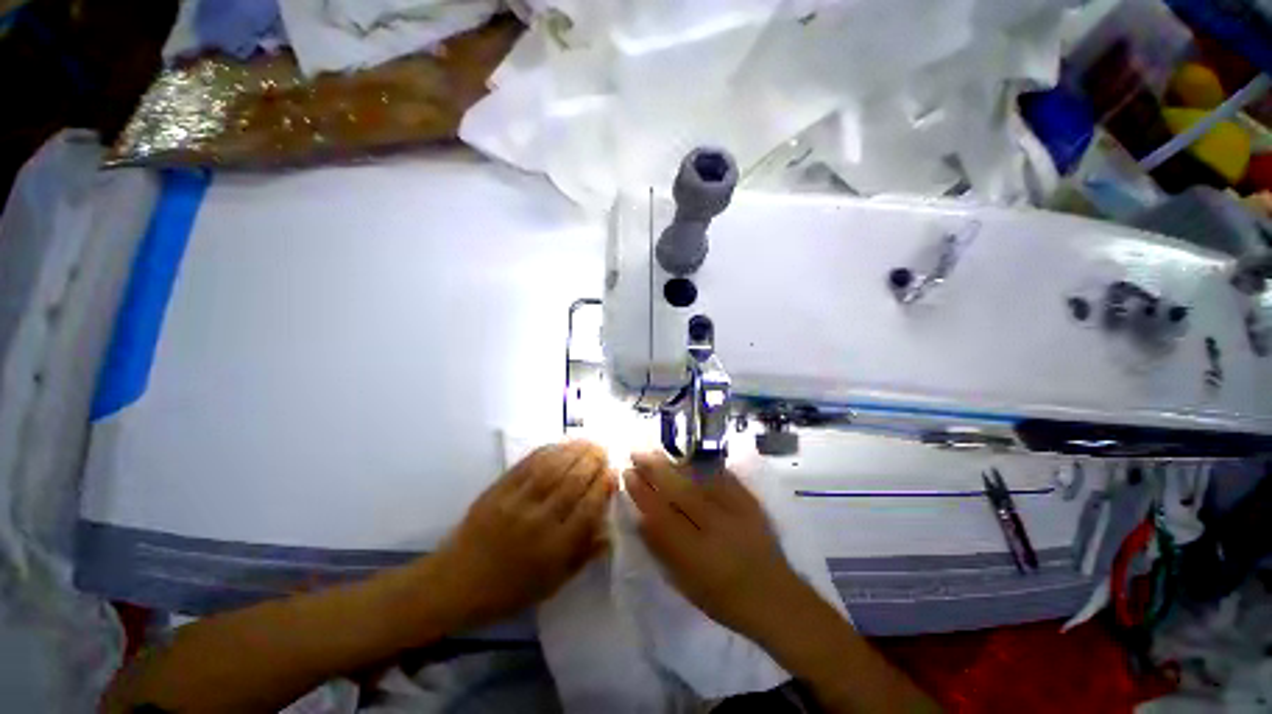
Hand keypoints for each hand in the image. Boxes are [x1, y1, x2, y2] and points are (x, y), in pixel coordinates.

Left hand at [431, 441, 613, 628]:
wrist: (456, 582)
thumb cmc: (508, 590)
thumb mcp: (552, 584)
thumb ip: (583, 556)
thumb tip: (610, 531)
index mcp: (554, 548)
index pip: (588, 508)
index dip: (603, 486)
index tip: (613, 471)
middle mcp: (539, 521)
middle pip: (573, 482)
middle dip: (593, 461)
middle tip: (604, 450)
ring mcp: (517, 502)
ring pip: (554, 468)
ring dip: (574, 450)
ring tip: (588, 441)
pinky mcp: (499, 490)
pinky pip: (528, 464)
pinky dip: (548, 451)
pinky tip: (560, 444)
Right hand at [624, 452, 806, 638]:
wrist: (775, 597)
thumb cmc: (723, 599)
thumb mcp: (685, 584)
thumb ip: (662, 549)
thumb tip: (640, 517)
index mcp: (696, 555)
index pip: (661, 515)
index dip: (642, 492)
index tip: (627, 474)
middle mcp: (716, 528)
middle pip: (679, 490)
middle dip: (655, 468)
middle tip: (636, 452)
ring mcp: (736, 511)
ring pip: (699, 479)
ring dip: (674, 463)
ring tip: (656, 452)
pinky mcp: (750, 502)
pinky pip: (721, 477)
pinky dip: (701, 466)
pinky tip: (687, 458)